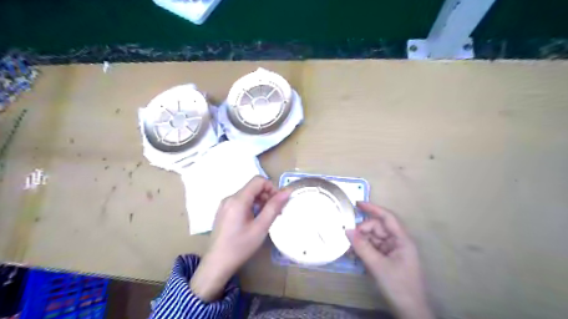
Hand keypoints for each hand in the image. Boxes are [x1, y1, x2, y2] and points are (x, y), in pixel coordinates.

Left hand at [190, 177, 289, 300]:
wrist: (217, 264)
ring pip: (247, 194)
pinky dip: (251, 206)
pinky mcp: (223, 211)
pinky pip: (240, 201)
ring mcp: (225, 204)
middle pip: (253, 187)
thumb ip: (274, 207)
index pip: (258, 180)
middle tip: (275, 212)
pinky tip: (254, 220)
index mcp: (238, 200)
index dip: (272, 187)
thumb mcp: (261, 227)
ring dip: (260, 201)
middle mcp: (230, 198)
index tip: (278, 202)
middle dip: (267, 195)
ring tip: (265, 217)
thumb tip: (287, 191)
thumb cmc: (240, 246)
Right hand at [346, 202, 436, 317]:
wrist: (410, 311)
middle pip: (378, 228)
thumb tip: (347, 230)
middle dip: (363, 230)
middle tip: (349, 238)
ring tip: (349, 248)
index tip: (357, 203)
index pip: (387, 217)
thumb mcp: (378, 266)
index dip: (373, 208)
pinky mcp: (388, 259)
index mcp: (402, 240)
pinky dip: (364, 249)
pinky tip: (354, 254)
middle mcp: (398, 242)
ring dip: (361, 241)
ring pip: (374, 238)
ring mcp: (393, 251)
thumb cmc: (398, 286)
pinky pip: (374, 248)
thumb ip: (362, 247)